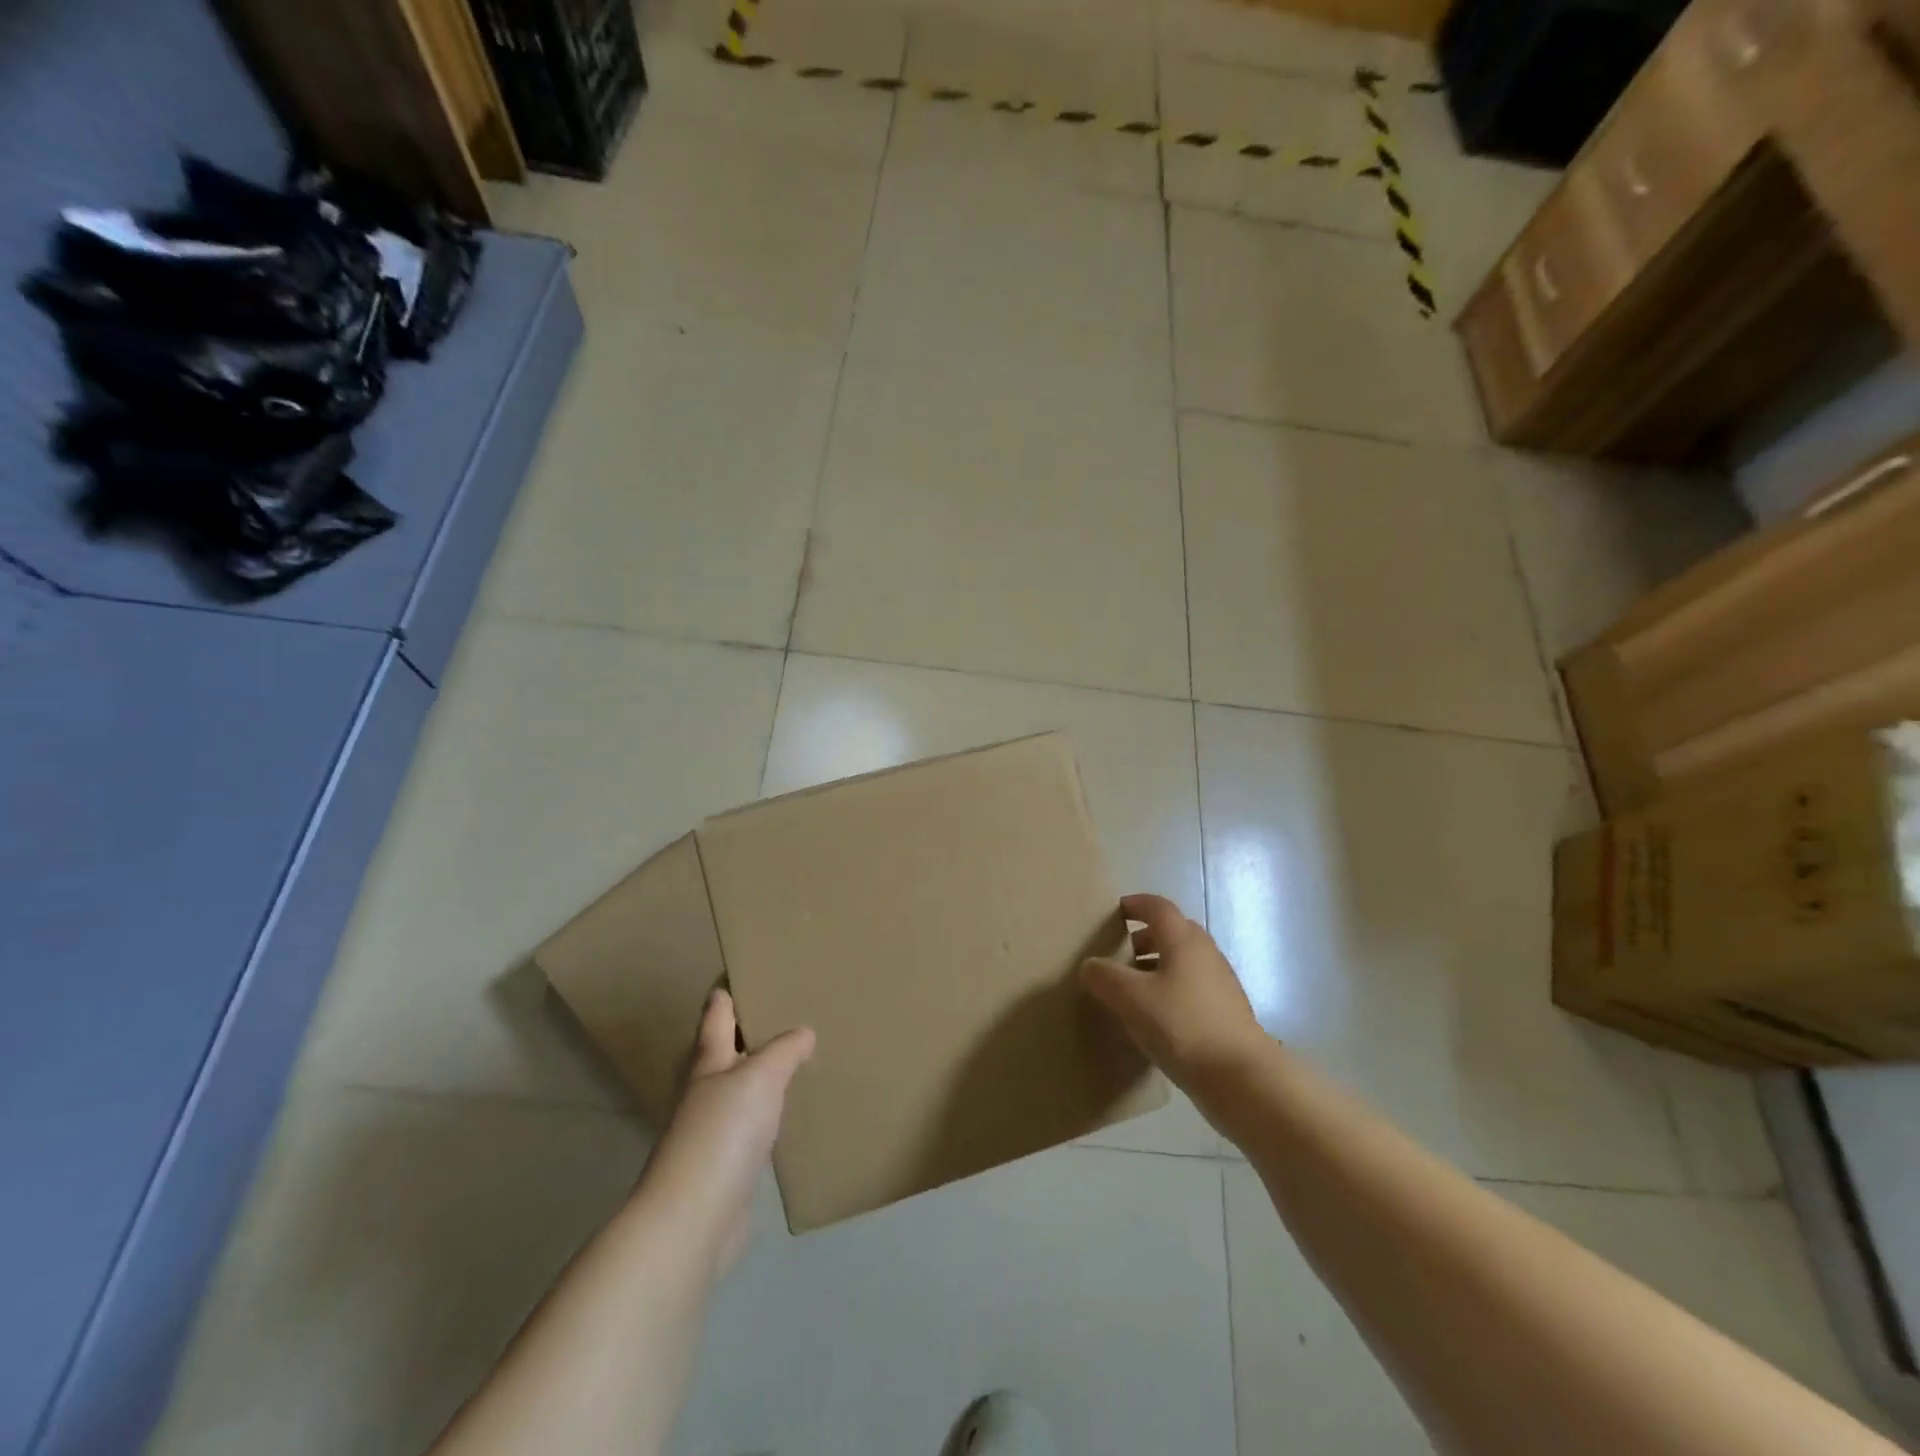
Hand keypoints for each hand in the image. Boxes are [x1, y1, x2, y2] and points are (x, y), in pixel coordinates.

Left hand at [636, 988, 813, 1274]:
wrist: (694, 1218)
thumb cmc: (723, 1133)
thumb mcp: (760, 1077)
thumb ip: (783, 1051)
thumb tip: (803, 1032)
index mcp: (708, 1061)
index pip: (716, 1012)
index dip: (727, 988)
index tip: (744, 967)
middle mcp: (704, 1090)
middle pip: (722, 1049)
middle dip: (747, 1029)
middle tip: (782, 1009)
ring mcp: (711, 1130)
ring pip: (737, 1087)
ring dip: (758, 1072)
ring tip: (793, 1057)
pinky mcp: (724, 1165)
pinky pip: (749, 1125)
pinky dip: (766, 1112)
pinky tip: (786, 1114)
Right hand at [1080, 893, 1267, 1094]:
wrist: (1241, 1077)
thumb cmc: (1183, 1025)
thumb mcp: (1131, 999)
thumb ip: (1105, 977)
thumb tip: (1091, 965)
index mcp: (1183, 940)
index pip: (1158, 907)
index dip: (1136, 904)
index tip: (1117, 911)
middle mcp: (1206, 953)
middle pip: (1174, 931)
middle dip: (1146, 936)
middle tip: (1121, 952)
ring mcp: (1220, 983)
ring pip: (1184, 961)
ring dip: (1158, 965)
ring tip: (1134, 987)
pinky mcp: (1227, 1012)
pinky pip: (1193, 987)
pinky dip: (1172, 988)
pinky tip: (1157, 1016)